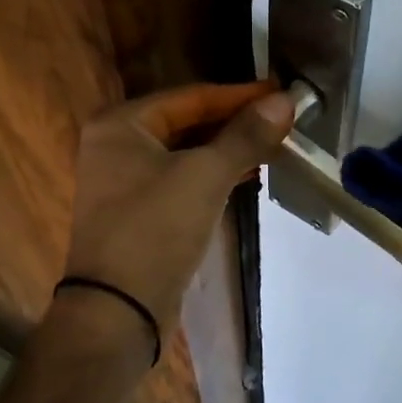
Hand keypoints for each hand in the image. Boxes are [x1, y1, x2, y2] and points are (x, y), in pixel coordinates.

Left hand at [62, 82, 294, 341]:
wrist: (119, 309)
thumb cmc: (156, 229)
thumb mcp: (205, 175)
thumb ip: (245, 135)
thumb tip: (285, 100)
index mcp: (121, 125)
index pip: (191, 97)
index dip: (239, 95)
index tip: (281, 93)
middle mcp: (116, 146)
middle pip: (187, 122)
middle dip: (235, 122)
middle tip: (281, 120)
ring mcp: (124, 182)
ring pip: (186, 152)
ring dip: (228, 148)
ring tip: (272, 145)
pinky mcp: (138, 213)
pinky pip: (182, 179)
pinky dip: (214, 174)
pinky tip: (245, 175)